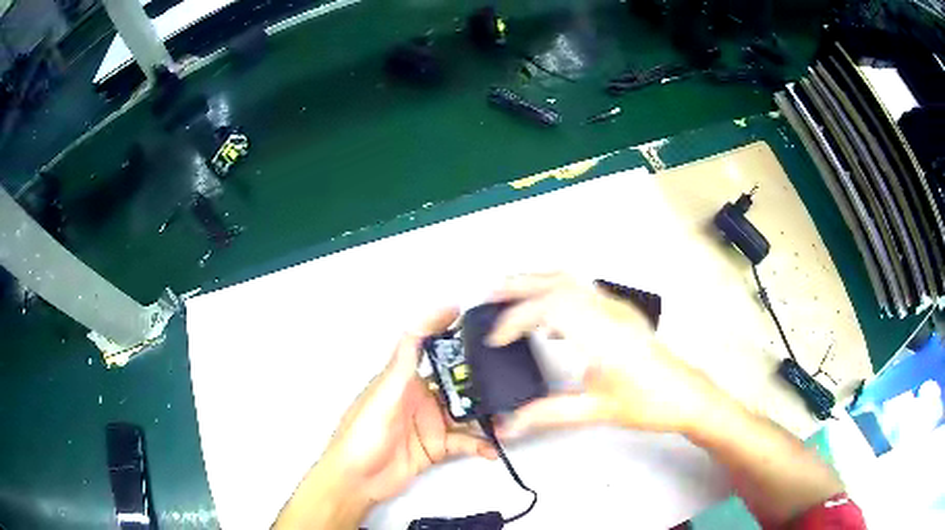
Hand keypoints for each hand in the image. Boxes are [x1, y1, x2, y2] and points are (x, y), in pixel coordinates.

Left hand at [275, 309, 497, 528]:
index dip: (440, 327)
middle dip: (478, 378)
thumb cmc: (361, 436)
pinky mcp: (435, 447)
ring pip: (464, 412)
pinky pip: (464, 442)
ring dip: (484, 414)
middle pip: (453, 382)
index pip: (423, 347)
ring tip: (507, 416)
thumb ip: (402, 366)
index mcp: (402, 381)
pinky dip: (480, 444)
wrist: (356, 481)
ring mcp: (429, 424)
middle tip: (505, 374)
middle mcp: (418, 398)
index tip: (461, 311)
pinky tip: (492, 448)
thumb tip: (416, 328)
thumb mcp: (382, 398)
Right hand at [488, 273, 727, 437]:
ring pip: (571, 280)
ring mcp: (617, 309)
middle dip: (520, 283)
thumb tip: (511, 424)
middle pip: (557, 281)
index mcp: (601, 333)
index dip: (514, 320)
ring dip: (538, 282)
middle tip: (491, 293)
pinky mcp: (621, 314)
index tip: (496, 339)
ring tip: (512, 296)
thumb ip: (547, 415)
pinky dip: (557, 293)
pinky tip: (550, 319)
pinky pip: (582, 291)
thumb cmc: (649, 403)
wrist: (687, 396)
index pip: (547, 308)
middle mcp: (608, 312)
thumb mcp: (595, 410)